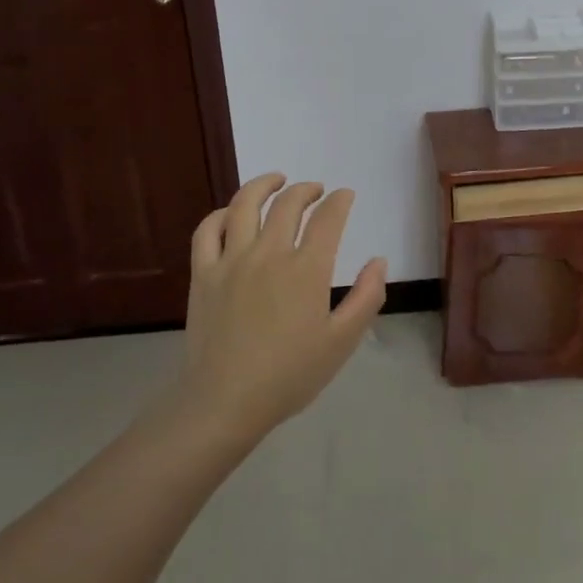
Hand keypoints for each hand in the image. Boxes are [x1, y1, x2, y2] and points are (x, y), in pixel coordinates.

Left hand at [176, 173, 386, 440]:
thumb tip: (378, 261)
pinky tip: (232, 213)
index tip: (345, 196)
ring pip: (245, 205)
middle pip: (288, 204)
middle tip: (316, 191)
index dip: (340, 201)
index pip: (328, 218)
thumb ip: (367, 298)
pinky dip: (221, 213)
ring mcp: (231, 260)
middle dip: (307, 190)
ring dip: (264, 185)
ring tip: (276, 180)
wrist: (226, 402)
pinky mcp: (204, 273)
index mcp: (307, 270)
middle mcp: (269, 254)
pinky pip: (208, 230)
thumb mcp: (342, 342)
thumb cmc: (290, 375)